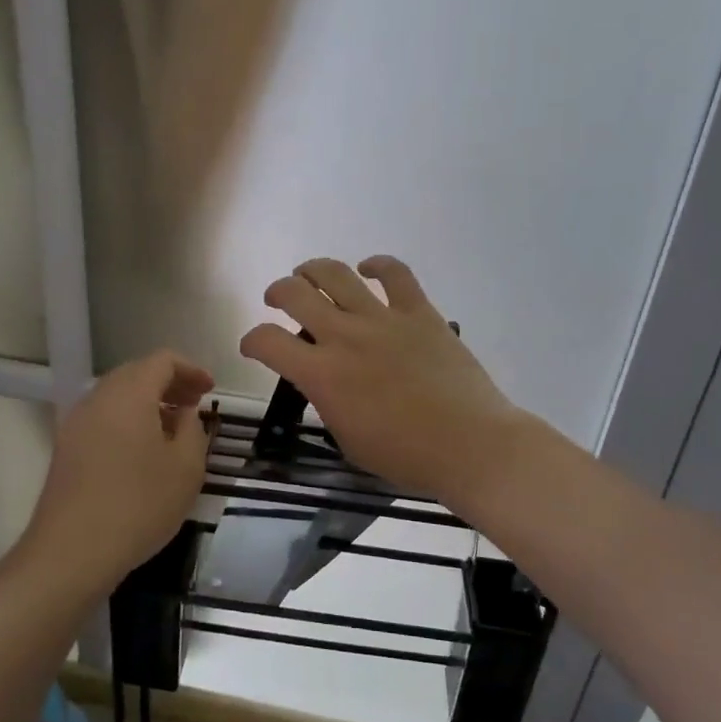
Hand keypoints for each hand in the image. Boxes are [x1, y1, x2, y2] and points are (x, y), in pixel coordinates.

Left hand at [22, 351, 216, 595]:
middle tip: (195, 404)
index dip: (190, 369)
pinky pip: (103, 418)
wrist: (71, 552)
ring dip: (148, 402)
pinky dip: (128, 419)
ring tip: (173, 428)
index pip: (162, 360)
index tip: (210, 390)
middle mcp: (98, 398)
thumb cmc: (139, 504)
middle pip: (136, 373)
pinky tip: (144, 450)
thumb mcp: (186, 467)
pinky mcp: (66, 448)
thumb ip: (192, 429)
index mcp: (129, 393)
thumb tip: (184, 413)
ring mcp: (76, 423)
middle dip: (169, 383)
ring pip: (117, 396)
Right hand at [239, 256, 528, 500]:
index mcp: (322, 375)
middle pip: (295, 294)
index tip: (253, 346)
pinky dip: (377, 264)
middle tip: (278, 299)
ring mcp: (383, 319)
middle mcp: (345, 336)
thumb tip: (325, 383)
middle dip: (278, 292)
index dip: (251, 340)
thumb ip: (328, 403)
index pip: (267, 342)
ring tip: (308, 275)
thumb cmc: (406, 456)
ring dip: (313, 270)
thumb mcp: (347, 439)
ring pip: (336, 274)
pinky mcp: (419, 311)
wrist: (469, 444)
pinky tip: (368, 268)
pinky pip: (395, 273)